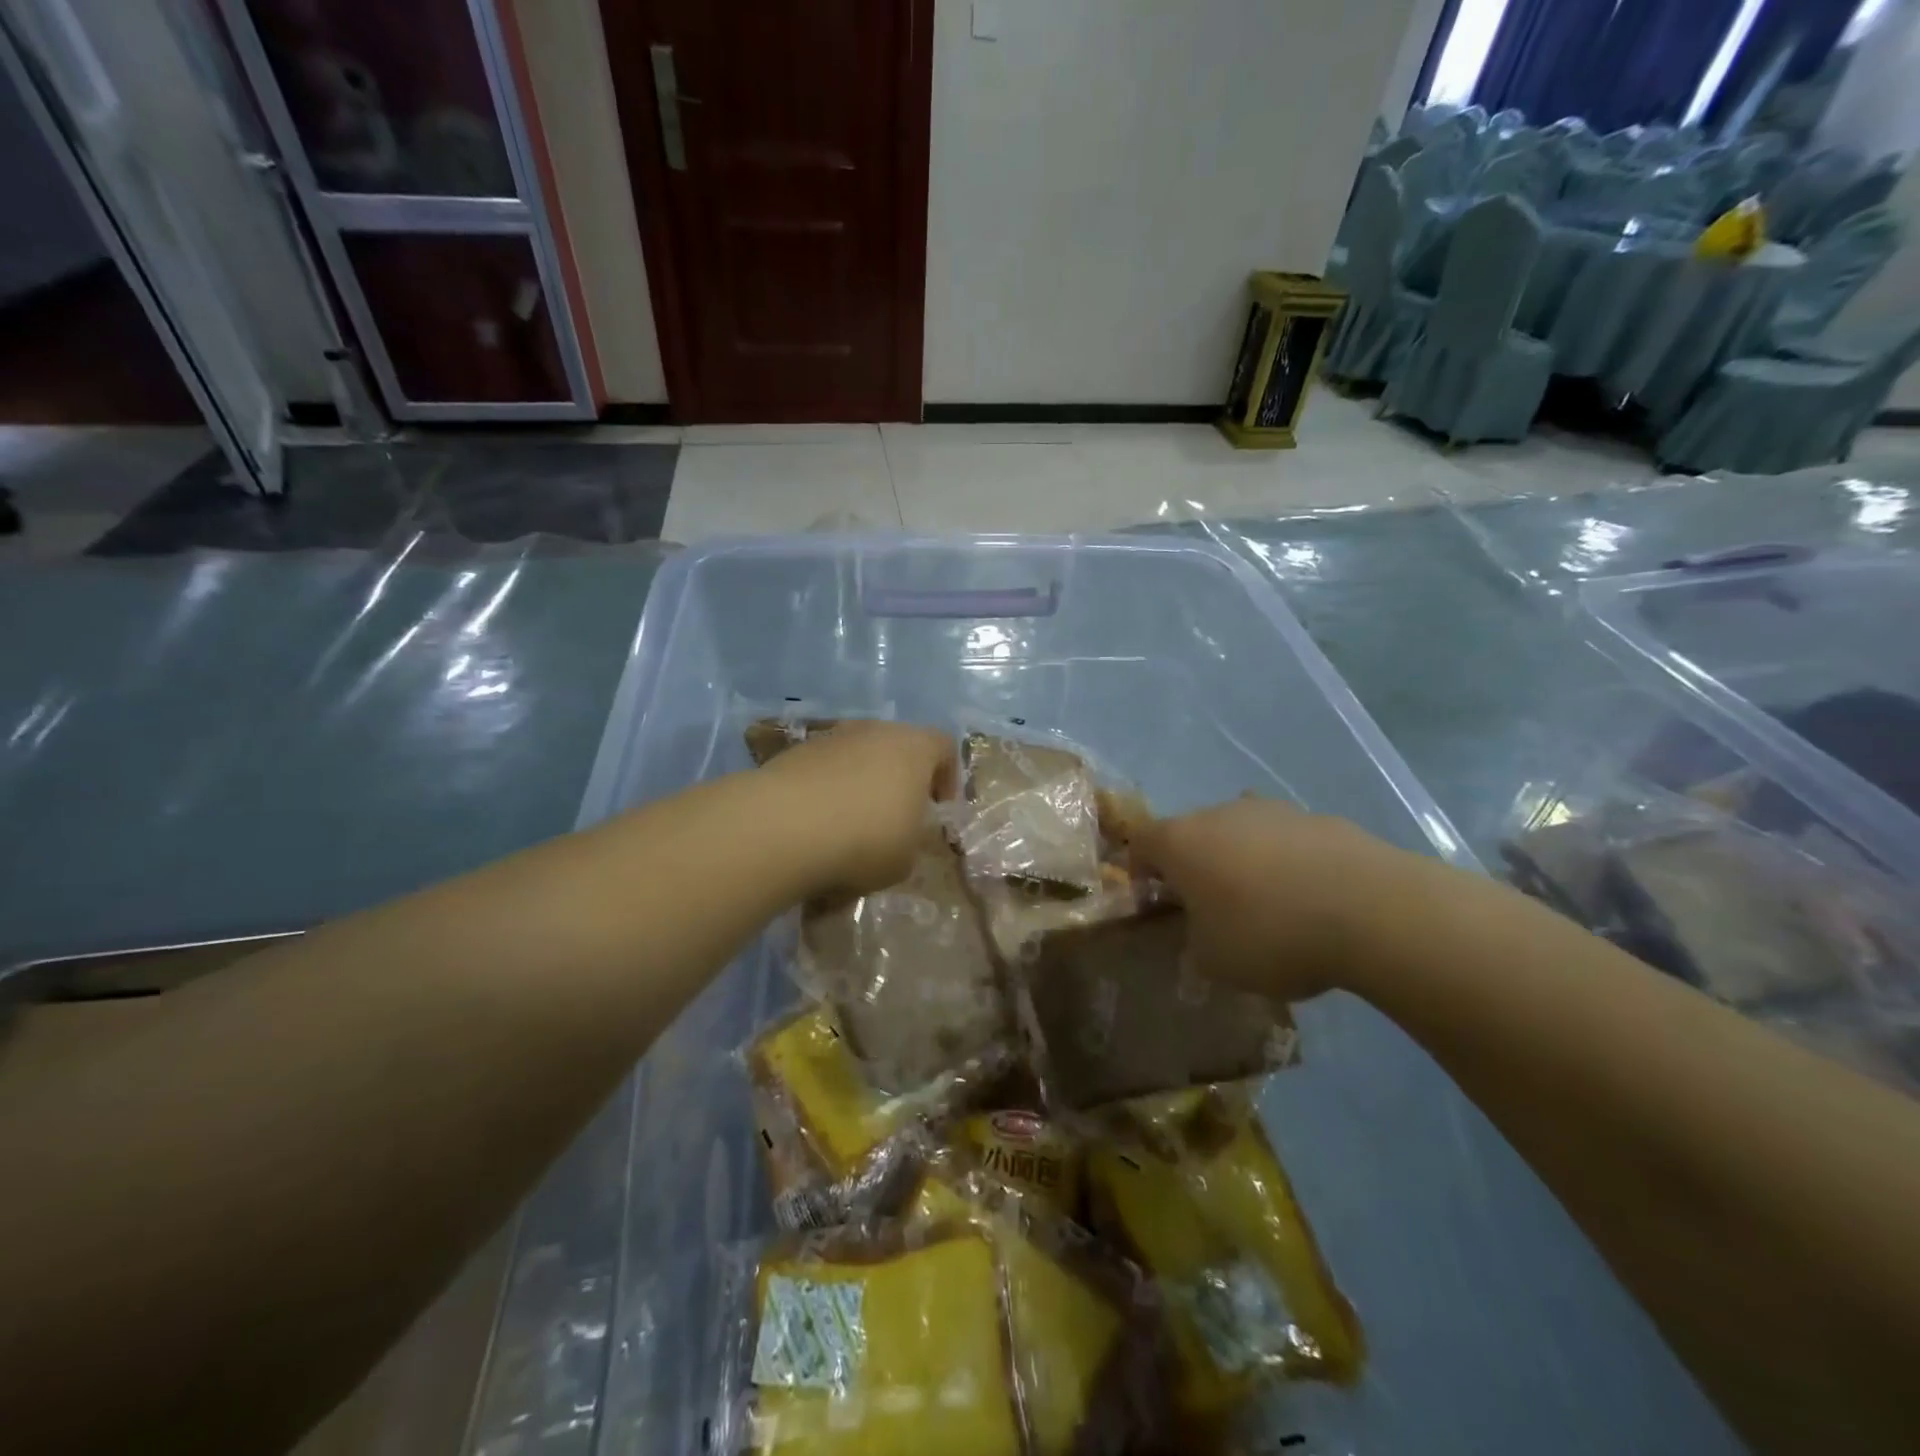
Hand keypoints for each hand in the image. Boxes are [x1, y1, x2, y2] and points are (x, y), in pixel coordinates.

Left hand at [760, 721, 956, 895]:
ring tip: (849, 828)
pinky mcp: (793, 754)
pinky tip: (816, 828)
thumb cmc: (865, 840)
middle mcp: (874, 731)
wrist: (784, 827)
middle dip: (899, 781)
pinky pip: (822, 772)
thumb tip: (902, 835)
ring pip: (856, 758)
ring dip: (859, 786)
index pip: (944, 747)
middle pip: (897, 748)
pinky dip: (825, 794)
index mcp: (914, 748)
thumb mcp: (907, 857)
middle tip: (895, 819)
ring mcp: (830, 738)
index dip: (947, 778)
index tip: (938, 810)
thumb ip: (913, 839)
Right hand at [1133, 798, 1427, 1000]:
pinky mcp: (1319, 818)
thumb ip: (1193, 945)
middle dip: (1194, 868)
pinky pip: (1286, 841)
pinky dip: (1286, 864)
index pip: (1139, 842)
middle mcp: (1219, 813)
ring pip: (1240, 834)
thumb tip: (1201, 937)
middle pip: (1191, 834)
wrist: (1371, 909)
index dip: (1139, 871)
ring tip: (1266, 907)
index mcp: (1180, 840)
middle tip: (1210, 910)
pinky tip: (1310, 901)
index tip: (1154, 904)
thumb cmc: (1269, 934)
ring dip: (1242, 863)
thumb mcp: (1214, 962)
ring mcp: (1272, 810)